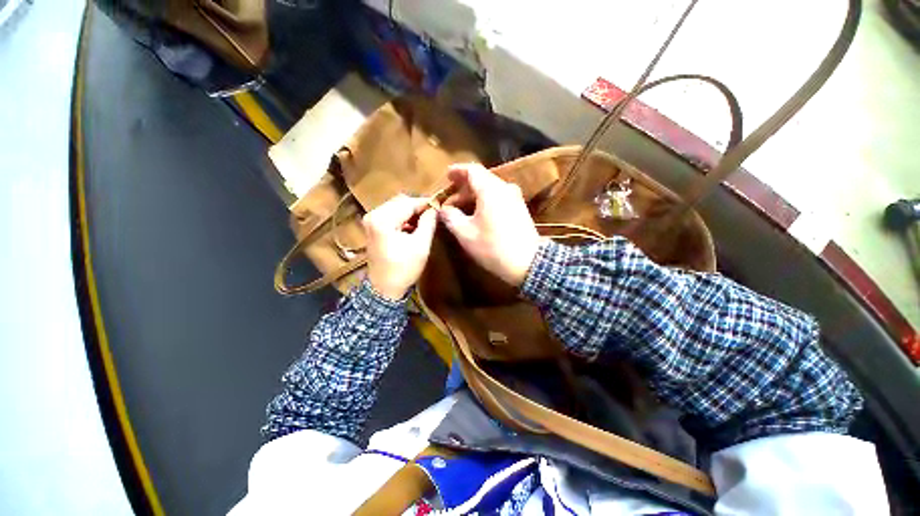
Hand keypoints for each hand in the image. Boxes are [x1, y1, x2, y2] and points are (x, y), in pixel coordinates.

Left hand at [364, 194, 437, 299]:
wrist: (384, 289)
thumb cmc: (404, 268)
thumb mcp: (421, 245)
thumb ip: (428, 223)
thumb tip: (435, 209)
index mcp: (383, 219)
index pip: (408, 203)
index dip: (426, 203)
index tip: (440, 205)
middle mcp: (373, 215)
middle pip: (400, 202)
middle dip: (418, 207)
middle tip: (433, 214)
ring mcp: (371, 221)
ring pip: (396, 207)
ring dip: (411, 212)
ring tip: (425, 220)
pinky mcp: (372, 227)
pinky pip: (390, 215)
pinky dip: (403, 218)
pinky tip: (413, 227)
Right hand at [438, 163, 540, 286]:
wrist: (528, 262)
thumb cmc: (493, 247)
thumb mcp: (465, 234)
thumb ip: (451, 217)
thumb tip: (444, 209)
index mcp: (490, 189)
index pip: (472, 170)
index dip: (457, 171)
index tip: (447, 176)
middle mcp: (505, 188)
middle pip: (482, 179)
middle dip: (464, 187)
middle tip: (450, 199)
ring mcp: (515, 198)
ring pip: (491, 189)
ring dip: (474, 195)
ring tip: (462, 208)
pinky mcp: (520, 208)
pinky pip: (499, 197)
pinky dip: (486, 201)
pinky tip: (478, 213)